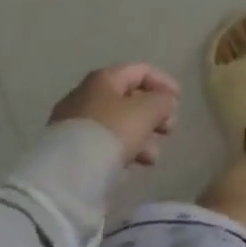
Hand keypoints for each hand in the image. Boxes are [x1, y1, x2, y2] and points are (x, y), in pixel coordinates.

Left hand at [49, 64, 178, 166]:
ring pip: (117, 124)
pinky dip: (122, 150)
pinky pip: (103, 143)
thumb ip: (162, 101)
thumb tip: (166, 102)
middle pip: (128, 98)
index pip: (140, 71)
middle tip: (169, 129)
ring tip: (153, 157)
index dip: (163, 82)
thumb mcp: (147, 111)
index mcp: (103, 79)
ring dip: (141, 136)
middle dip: (153, 113)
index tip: (179, 100)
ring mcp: (74, 124)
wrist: (66, 175)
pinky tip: (131, 165)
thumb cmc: (111, 132)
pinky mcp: (69, 151)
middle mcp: (86, 95)